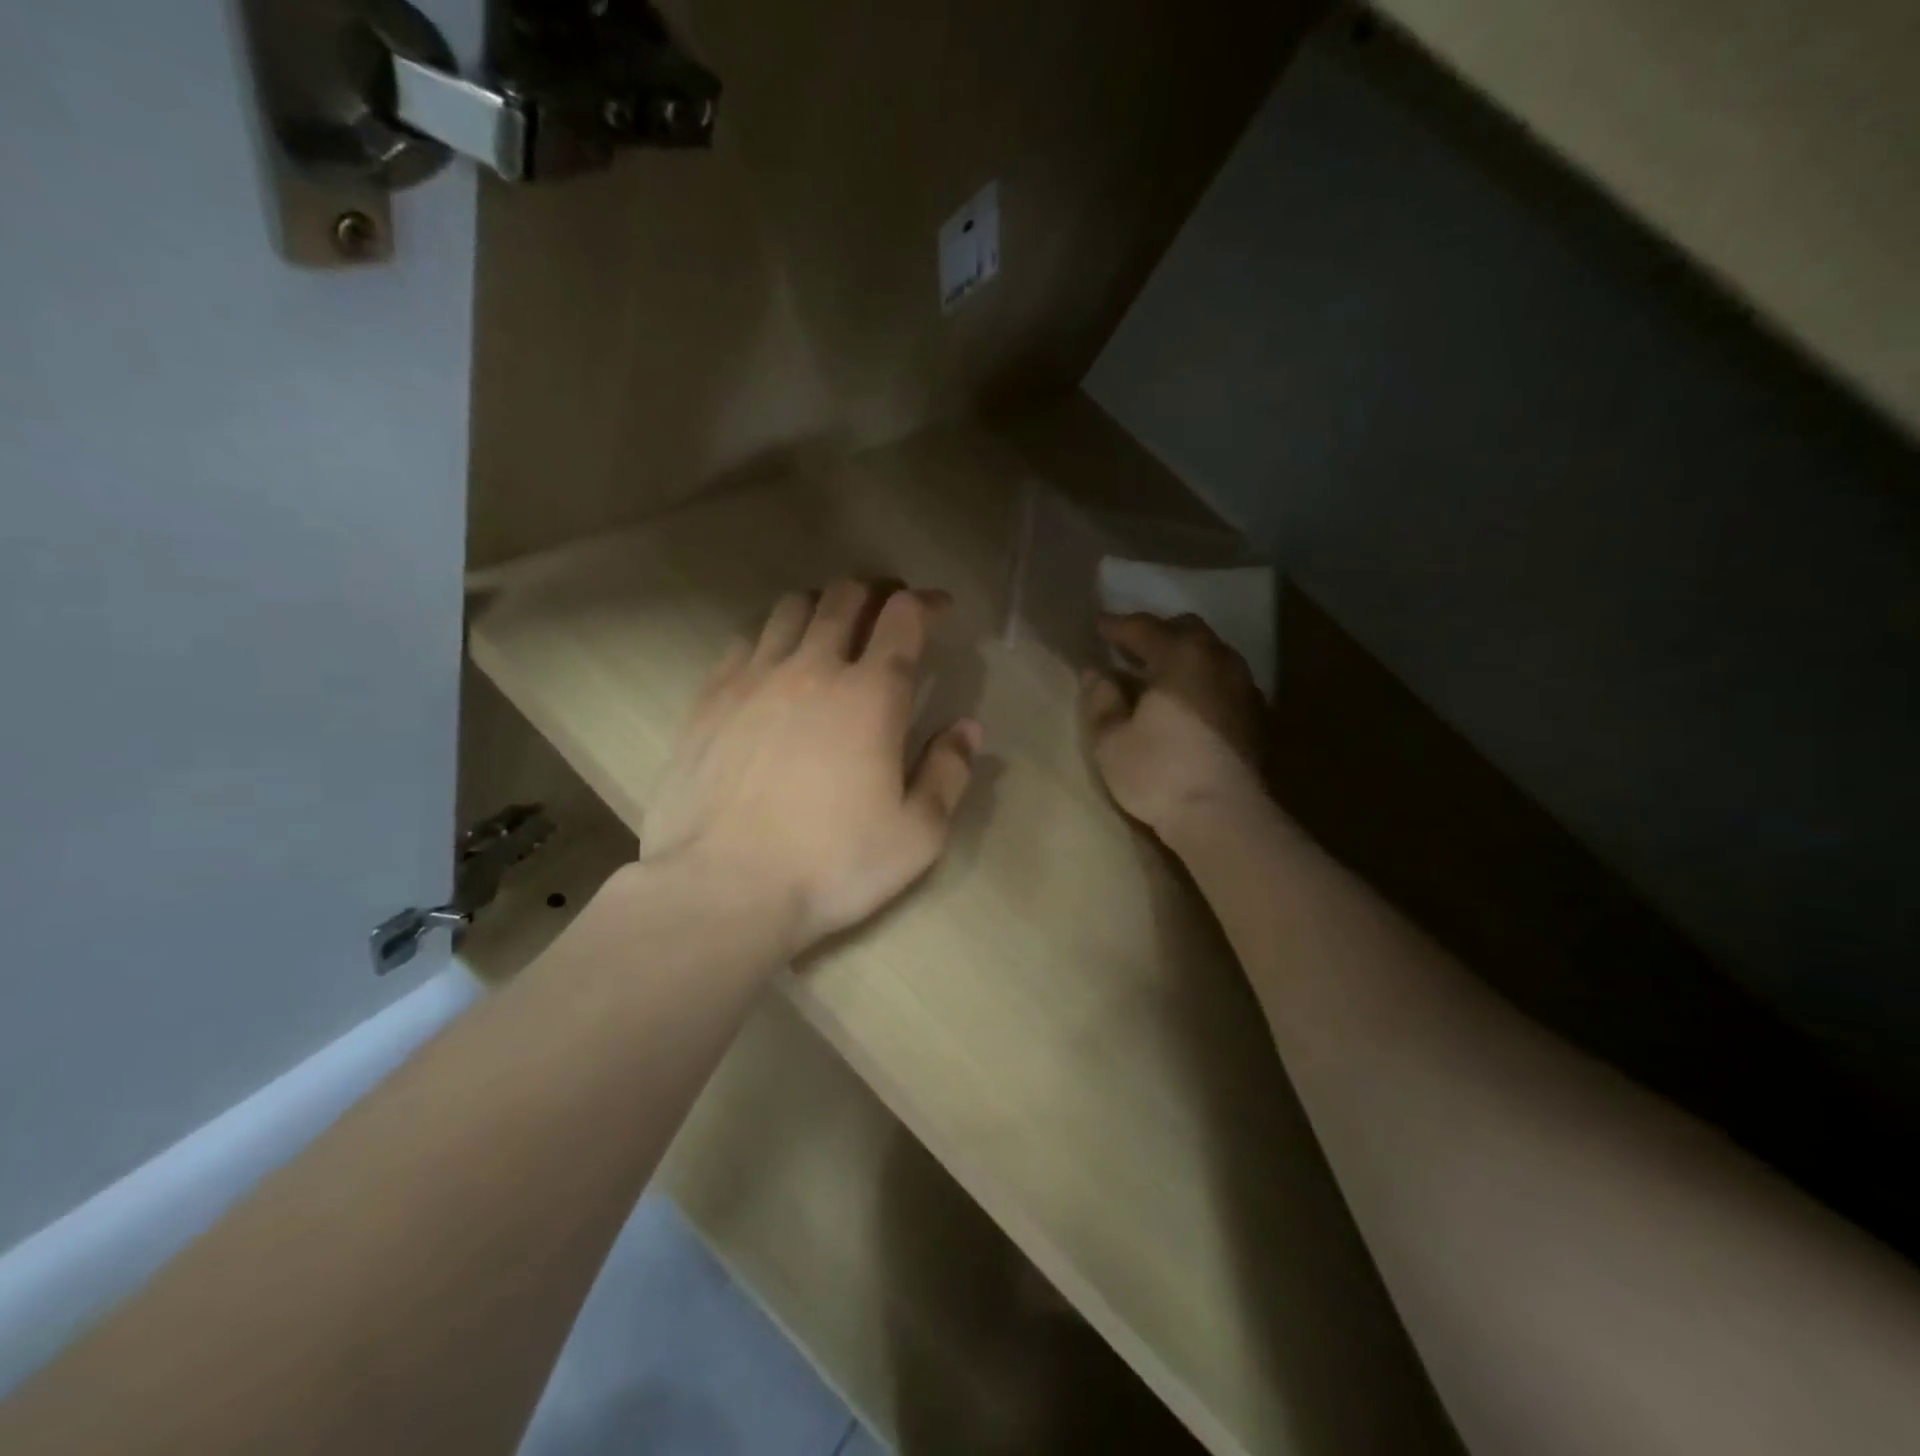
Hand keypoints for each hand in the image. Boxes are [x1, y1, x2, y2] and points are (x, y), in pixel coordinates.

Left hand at [641, 580, 982, 956]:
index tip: (940, 609)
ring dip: (822, 607)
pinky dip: (771, 639)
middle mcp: (812, 668)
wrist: (721, 889)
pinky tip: (773, 666)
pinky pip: (745, 642)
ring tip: (833, 628)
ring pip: (791, 609)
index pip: (903, 616)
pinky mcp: (709, 699)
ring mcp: (754, 679)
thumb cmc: (831, 865)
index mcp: (871, 695)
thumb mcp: (917, 834)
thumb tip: (968, 728)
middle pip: (845, 596)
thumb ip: (949, 773)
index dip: (926, 603)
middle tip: (888, 610)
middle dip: (875, 592)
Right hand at [1081, 612, 1267, 846]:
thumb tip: (1096, 673)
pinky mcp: (1256, 716)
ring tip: (1160, 674)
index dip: (1117, 625)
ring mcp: (1243, 687)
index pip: (1143, 628)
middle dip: (1157, 633)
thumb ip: (1101, 700)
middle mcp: (1217, 660)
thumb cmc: (1159, 773)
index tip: (1098, 625)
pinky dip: (1203, 680)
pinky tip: (1189, 702)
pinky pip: (1225, 680)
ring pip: (1211, 654)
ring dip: (1184, 656)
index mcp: (1180, 657)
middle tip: (1131, 647)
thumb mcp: (1112, 740)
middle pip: (1186, 630)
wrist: (1224, 816)